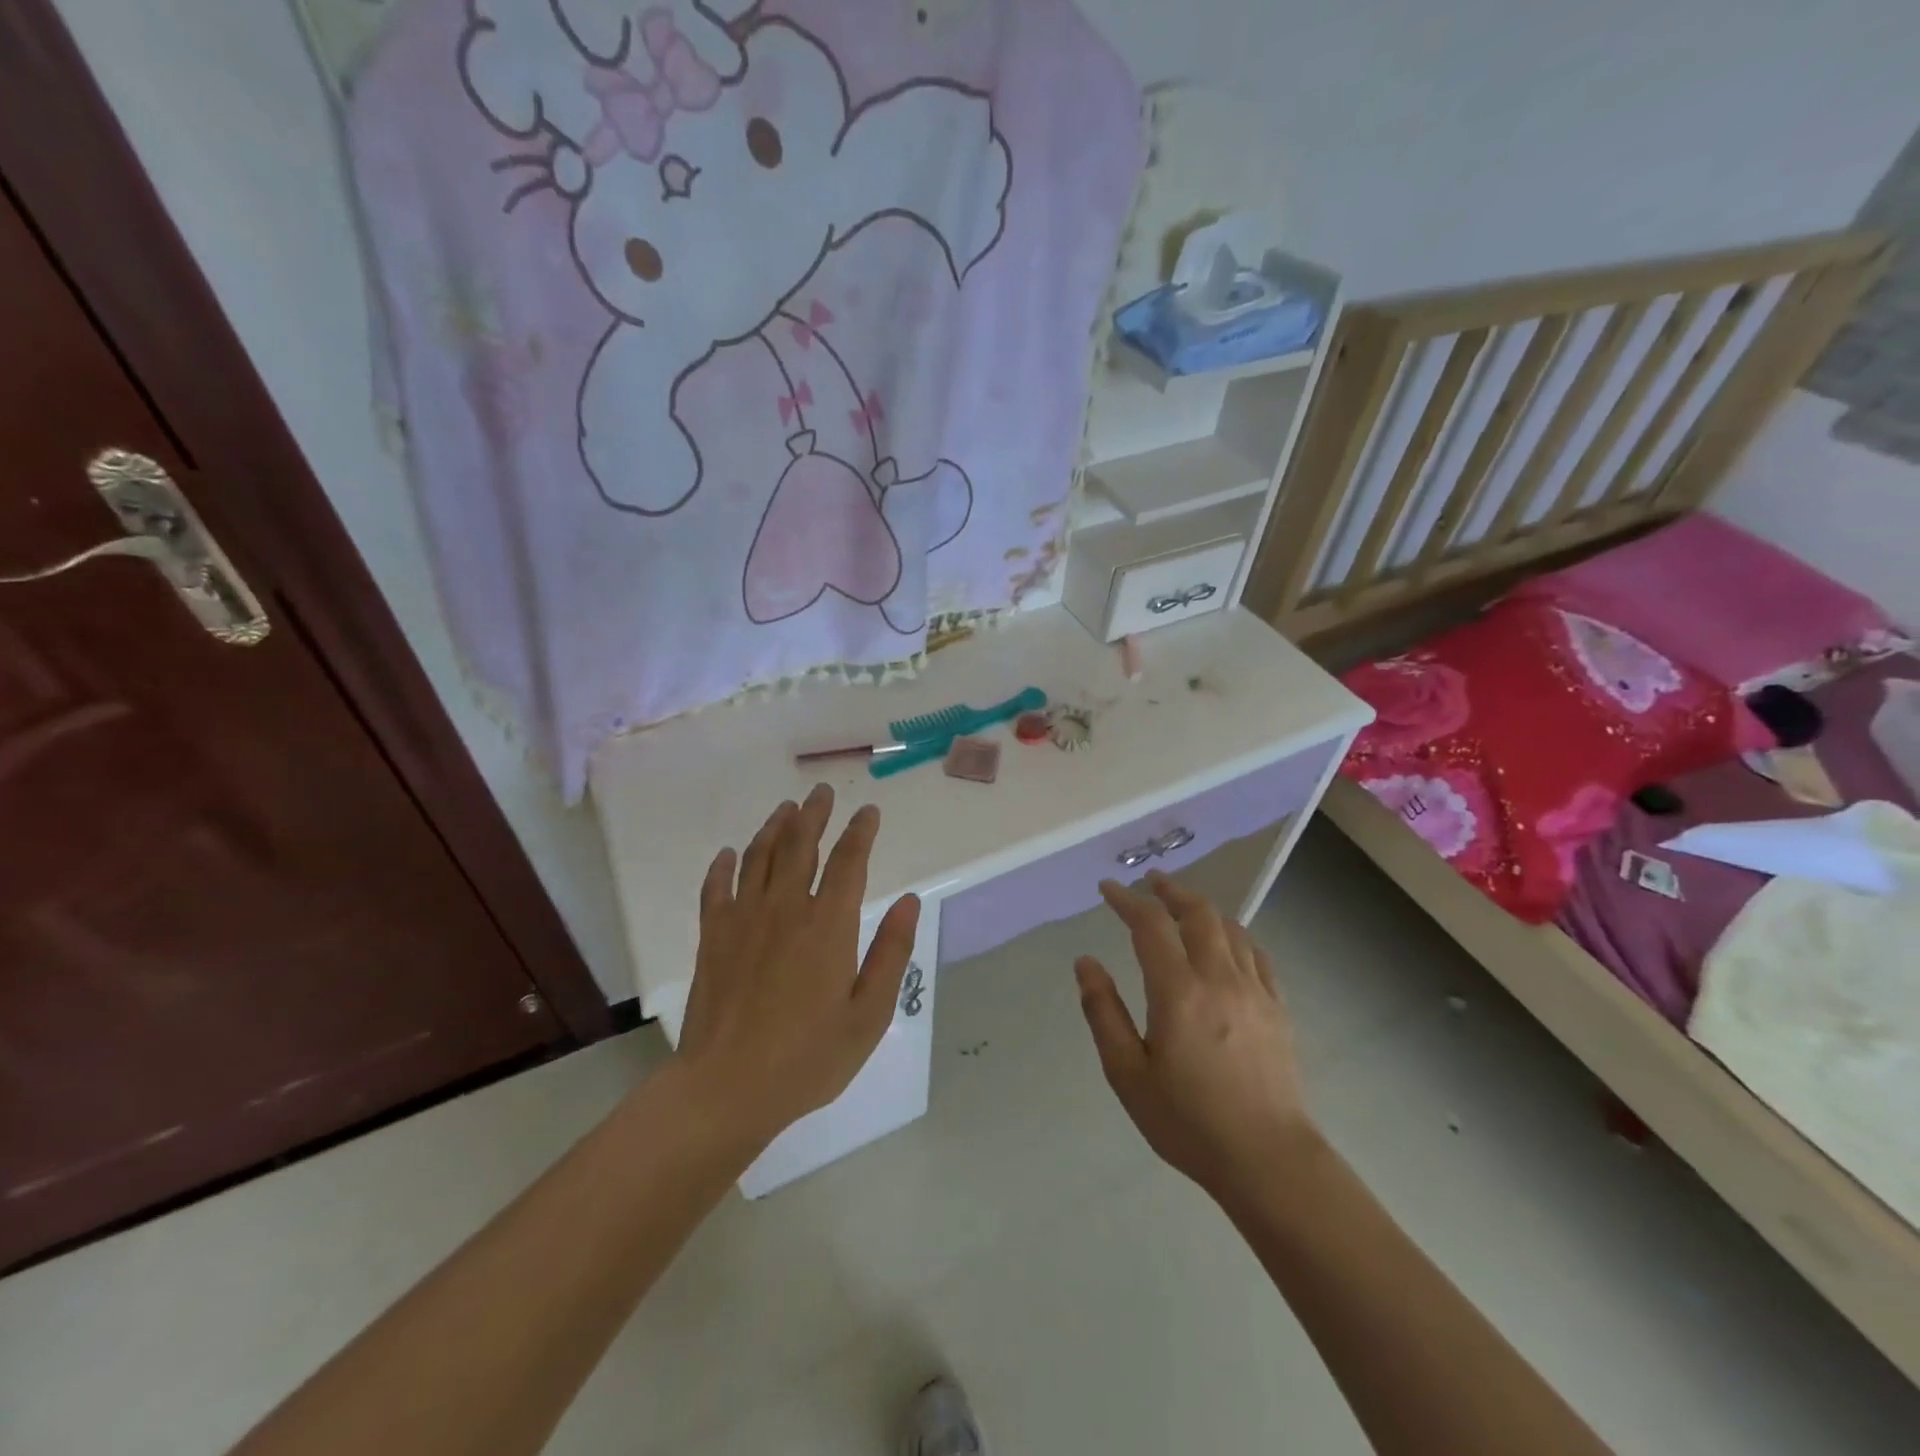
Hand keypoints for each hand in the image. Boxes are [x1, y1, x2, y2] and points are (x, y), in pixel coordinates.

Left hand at [677, 785, 919, 1145]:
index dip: (861, 831)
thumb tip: (910, 901)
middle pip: (801, 845)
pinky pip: (716, 888)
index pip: (849, 861)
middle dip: (814, 814)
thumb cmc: (808, 1057)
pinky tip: (728, 854)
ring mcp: (743, 919)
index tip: (869, 812)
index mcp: (828, 925)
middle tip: (821, 792)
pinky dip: (723, 866)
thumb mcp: (869, 1014)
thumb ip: (891, 953)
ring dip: (774, 828)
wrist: (727, 1087)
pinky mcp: (712, 937)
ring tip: (786, 809)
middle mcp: (785, 908)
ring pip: (760, 857)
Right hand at [1075, 872, 1310, 1204]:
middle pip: (1197, 913)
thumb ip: (1103, 1012)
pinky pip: (1256, 954)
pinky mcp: (1277, 1008)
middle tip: (1149, 882)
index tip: (1108, 889)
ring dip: (1202, 908)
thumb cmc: (1188, 1121)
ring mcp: (1255, 991)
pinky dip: (1235, 935)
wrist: (1268, 1160)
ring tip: (1182, 906)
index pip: (1149, 925)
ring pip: (1230, 928)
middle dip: (1170, 890)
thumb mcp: (1127, 1073)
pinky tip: (1227, 942)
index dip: (1127, 900)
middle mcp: (1219, 978)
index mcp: (1178, 991)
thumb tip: (1085, 962)